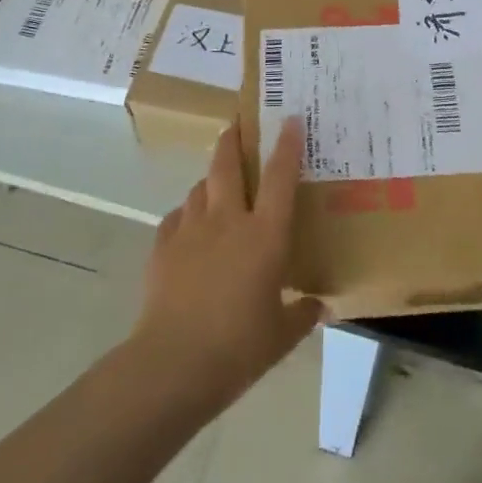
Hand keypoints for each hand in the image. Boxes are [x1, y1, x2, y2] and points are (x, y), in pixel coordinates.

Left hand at [132, 119, 323, 411]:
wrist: (173, 363)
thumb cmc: (239, 346)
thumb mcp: (282, 335)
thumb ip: (303, 314)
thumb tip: (318, 305)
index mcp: (265, 235)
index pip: (280, 177)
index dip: (286, 145)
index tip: (289, 119)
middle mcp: (228, 221)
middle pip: (228, 165)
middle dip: (233, 140)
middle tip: (237, 125)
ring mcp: (191, 231)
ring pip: (200, 187)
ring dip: (210, 179)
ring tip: (217, 183)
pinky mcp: (163, 248)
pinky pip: (177, 217)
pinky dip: (186, 214)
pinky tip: (189, 227)